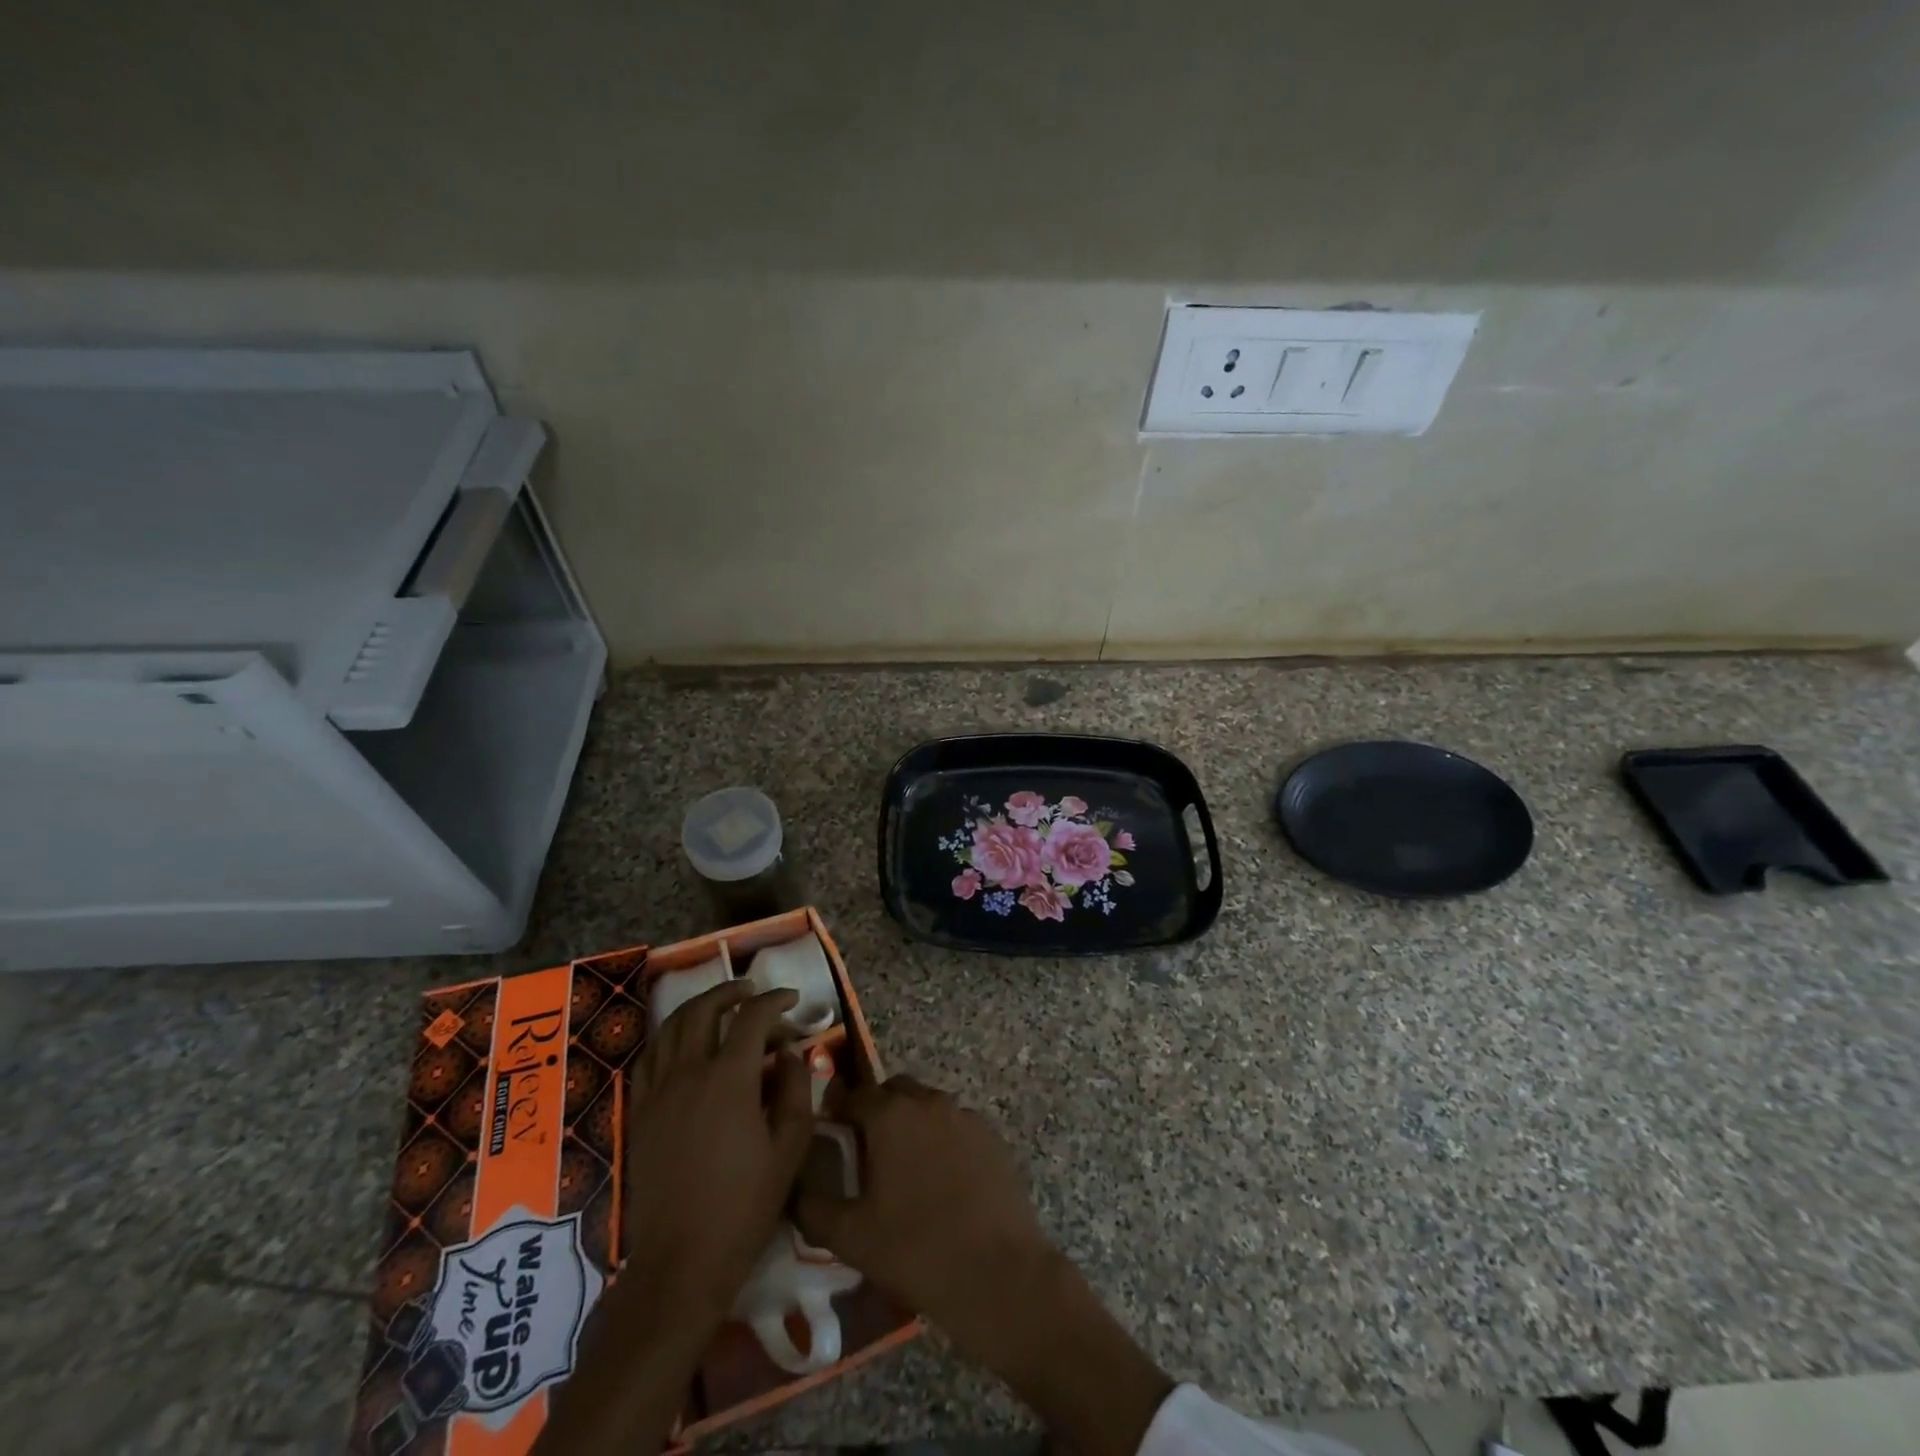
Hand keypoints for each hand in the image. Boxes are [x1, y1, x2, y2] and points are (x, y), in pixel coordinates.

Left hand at [534, 981, 811, 1455]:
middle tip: (753, 993)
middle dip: (731, 993)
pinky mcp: (638, 1113)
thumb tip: (790, 1053)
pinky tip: (684, 1045)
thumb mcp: (790, 1146)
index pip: (752, 1018)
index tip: (792, 999)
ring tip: (719, 1008)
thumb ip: (794, 1088)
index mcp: (729, 1079)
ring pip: (670, 1028)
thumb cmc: (745, 1205)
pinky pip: (650, 1058)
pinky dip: (669, 1038)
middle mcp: (688, 1074)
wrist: (682, 1262)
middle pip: (703, 1010)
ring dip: (698, 1009)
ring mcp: (657, 1092)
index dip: (775, 1001)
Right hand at [794, 1075, 1058, 1367]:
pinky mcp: (992, 1137)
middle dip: (877, 1111)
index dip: (839, 1111)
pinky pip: (957, 1127)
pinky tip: (943, 1183)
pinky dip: (943, 1141)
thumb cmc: (916, 1250)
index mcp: (890, 1115)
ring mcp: (965, 1116)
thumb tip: (794, 1189)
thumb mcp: (851, 1237)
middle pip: (894, 1091)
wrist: (998, 1273)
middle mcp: (928, 1102)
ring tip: (906, 1171)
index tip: (830, 1134)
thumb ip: (813, 1207)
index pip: (854, 1095)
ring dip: (912, 1125)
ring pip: (928, 1107)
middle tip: (867, 1152)